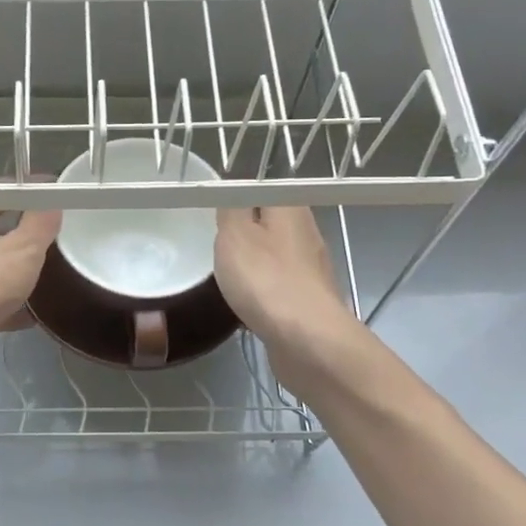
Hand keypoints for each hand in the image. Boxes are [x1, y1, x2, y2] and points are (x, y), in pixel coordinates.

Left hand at [0, 206, 62, 395]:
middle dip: (25, 233)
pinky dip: (11, 306)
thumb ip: (40, 222)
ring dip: (18, 271)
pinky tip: (34, 315)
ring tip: (52, 274)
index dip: (28, 192)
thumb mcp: (22, 249)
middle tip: (59, 237)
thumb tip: (51, 197)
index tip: (57, 198)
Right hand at [214, 206, 358, 384]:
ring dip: (254, 260)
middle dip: (245, 228)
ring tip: (225, 270)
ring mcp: (311, 268)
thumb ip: (231, 207)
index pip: (263, 186)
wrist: (307, 339)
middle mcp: (307, 232)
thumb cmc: (266, 279)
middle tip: (214, 237)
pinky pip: (279, 283)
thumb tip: (234, 189)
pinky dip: (262, 288)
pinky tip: (246, 300)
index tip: (214, 207)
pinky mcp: (309, 299)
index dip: (238, 193)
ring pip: (275, 253)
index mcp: (290, 207)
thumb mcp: (234, 233)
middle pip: (271, 220)